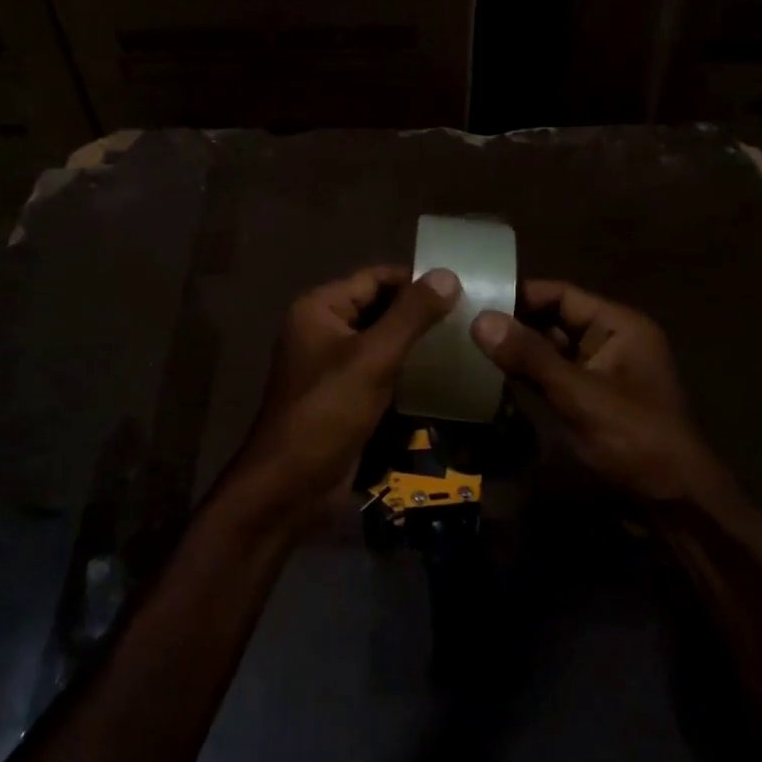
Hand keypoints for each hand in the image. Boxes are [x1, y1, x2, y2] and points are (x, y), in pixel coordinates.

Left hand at [227, 265, 460, 528]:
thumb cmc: (327, 412)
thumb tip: (448, 274)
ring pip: (383, 343)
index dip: (416, 280)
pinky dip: (408, 373)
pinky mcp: (345, 398)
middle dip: (420, 314)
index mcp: (320, 309)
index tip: (463, 287)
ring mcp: (333, 366)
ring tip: (465, 343)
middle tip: (471, 317)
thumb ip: (411, 315)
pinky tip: (445, 378)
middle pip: (380, 308)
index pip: (375, 278)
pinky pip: (381, 373)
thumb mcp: (372, 358)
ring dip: (418, 345)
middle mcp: (324, 330)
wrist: (291, 487)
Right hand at [470, 280, 730, 505]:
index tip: (473, 299)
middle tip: (462, 323)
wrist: (675, 502)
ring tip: (468, 346)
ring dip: (516, 350)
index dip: (519, 295)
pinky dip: (526, 374)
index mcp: (619, 326)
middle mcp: (610, 340)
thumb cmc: (634, 439)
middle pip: (553, 319)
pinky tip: (491, 376)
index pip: (561, 294)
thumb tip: (480, 319)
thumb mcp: (580, 395)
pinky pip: (552, 375)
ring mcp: (600, 371)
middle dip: (513, 323)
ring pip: (549, 349)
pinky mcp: (589, 399)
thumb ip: (530, 357)